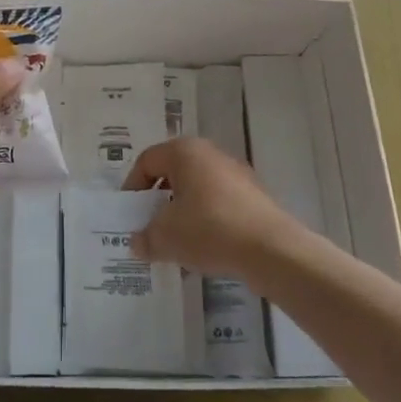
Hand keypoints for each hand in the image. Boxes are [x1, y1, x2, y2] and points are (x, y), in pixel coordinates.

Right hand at [121, 137, 301, 277]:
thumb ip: (146, 237)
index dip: (133, 187)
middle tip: (150, 227)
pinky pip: (218, 203)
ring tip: (176, 244)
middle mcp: (210, 153)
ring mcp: (235, 173)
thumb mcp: (166, 237)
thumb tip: (137, 242)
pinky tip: (204, 249)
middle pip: (173, 173)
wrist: (271, 249)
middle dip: (158, 201)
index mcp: (185, 151)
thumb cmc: (209, 230)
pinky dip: (205, 221)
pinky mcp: (253, 196)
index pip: (147, 161)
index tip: (129, 215)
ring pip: (197, 189)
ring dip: (182, 213)